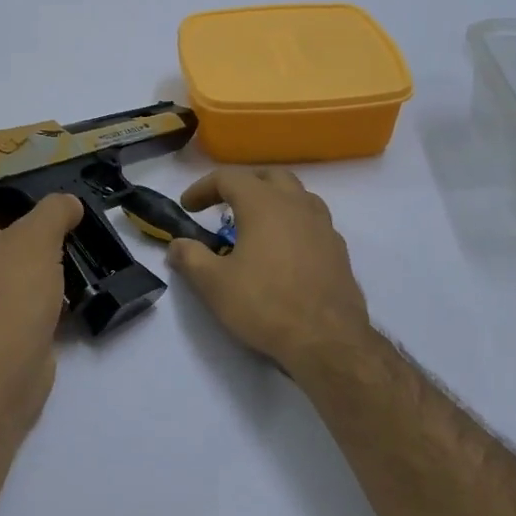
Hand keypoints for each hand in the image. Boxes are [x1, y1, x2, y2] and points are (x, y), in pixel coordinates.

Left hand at [0, 153, 82, 403]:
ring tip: (62, 227)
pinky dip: (37, 274)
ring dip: (23, 239)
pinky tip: (69, 269)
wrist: (2, 371)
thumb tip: (67, 204)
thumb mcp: (36, 239)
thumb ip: (54, 211)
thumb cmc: (7, 294)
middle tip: (37, 192)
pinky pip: (14, 284)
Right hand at [167, 169, 372, 373]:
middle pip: (268, 176)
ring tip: (254, 223)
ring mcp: (323, 225)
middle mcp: (297, 204)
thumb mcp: (214, 284)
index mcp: (264, 204)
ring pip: (297, 195)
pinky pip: (312, 220)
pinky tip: (283, 249)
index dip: (203, 187)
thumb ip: (190, 258)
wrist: (326, 339)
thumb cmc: (265, 305)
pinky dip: (292, 222)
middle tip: (222, 205)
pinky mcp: (338, 249)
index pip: (229, 178)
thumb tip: (177, 245)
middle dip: (242, 184)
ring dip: (272, 199)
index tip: (187, 207)